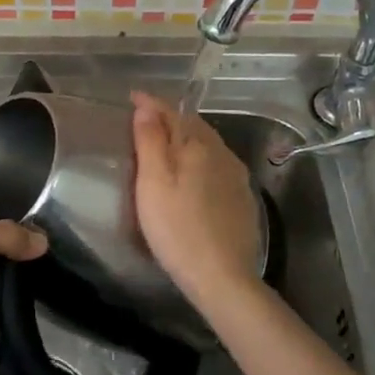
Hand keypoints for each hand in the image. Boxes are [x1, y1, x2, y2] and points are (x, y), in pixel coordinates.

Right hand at [131, 90, 263, 310]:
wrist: (223, 277)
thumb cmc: (178, 228)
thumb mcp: (153, 183)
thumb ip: (150, 141)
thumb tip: (146, 107)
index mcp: (199, 145)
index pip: (172, 112)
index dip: (150, 104)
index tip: (132, 98)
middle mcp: (222, 153)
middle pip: (194, 126)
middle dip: (170, 118)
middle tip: (145, 120)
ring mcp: (237, 176)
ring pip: (208, 145)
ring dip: (187, 139)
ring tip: (166, 144)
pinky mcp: (242, 198)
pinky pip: (218, 165)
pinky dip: (200, 160)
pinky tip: (192, 175)